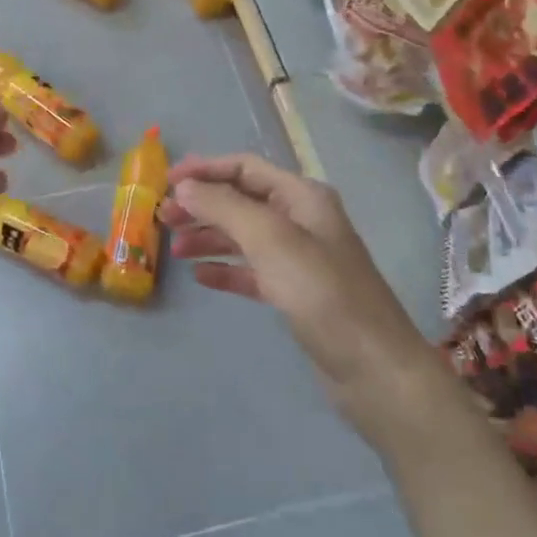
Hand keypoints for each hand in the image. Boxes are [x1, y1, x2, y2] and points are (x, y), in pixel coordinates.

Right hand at [160, 152, 418, 402]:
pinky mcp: (295, 293)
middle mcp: (302, 220)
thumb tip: (184, 187)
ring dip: (208, 237)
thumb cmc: (322, 293)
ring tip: (174, 249)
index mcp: (303, 197)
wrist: (373, 368)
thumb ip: (224, 207)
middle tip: (162, 219)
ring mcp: (299, 259)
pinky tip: (200, 277)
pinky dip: (226, 269)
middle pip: (242, 201)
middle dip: (202, 205)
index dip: (204, 170)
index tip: (165, 183)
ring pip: (244, 236)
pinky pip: (252, 271)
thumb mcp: (270, 240)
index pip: (245, 168)